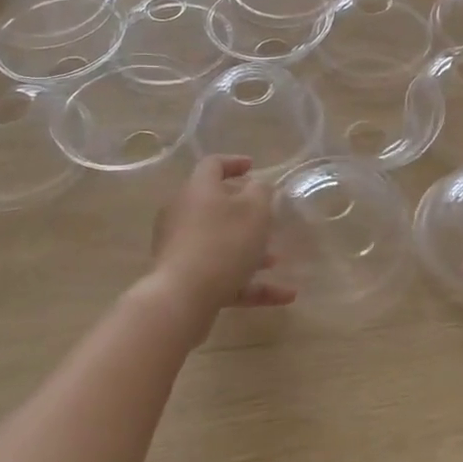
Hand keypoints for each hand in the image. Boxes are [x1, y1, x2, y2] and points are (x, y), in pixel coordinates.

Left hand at [145, 157, 291, 336]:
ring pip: (219, 242)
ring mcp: (179, 247)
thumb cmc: (223, 243)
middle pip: (214, 205)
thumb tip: (257, 186)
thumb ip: (261, 192)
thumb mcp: (255, 211)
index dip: (234, 163)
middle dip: (244, 212)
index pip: (213, 165)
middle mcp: (182, 213)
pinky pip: (220, 274)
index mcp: (198, 189)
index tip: (253, 167)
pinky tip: (283, 296)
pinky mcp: (182, 279)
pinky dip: (248, 282)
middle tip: (266, 216)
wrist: (182, 298)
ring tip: (277, 261)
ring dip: (249, 250)